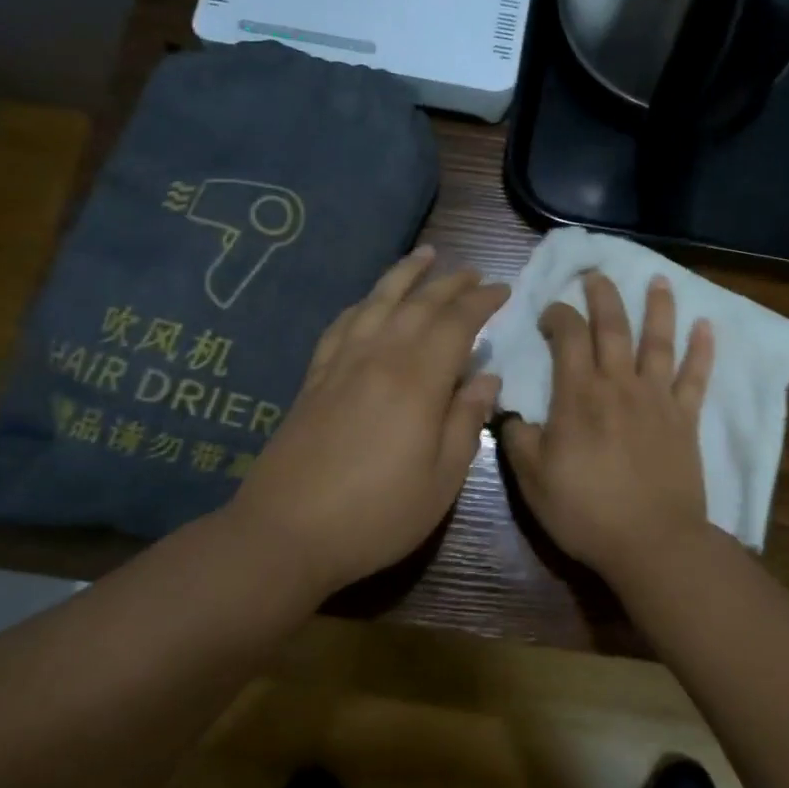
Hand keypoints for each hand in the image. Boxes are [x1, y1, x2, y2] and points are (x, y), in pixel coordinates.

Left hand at [222, 246, 506, 596]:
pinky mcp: (315, 377)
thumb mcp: (441, 480)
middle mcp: (379, 357)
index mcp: (417, 381)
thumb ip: (466, 421)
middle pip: (419, 304)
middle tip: (474, 272)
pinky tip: (370, 302)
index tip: (502, 290)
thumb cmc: (377, 514)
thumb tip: (487, 377)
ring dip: (404, 275)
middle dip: (450, 283)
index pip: (456, 323)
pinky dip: (363, 304)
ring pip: (378, 302)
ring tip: (425, 255)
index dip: (481, 302)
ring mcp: (341, 363)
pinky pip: (343, 324)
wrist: (287, 532)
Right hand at [501, 272, 715, 586]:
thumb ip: (518, 438)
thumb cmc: (586, 511)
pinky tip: (707, 326)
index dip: (558, 315)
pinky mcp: (685, 419)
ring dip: (659, 308)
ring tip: (660, 279)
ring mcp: (657, 399)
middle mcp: (619, 384)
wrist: (651, 543)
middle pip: (613, 326)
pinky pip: (696, 377)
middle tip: (597, 273)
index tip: (550, 312)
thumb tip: (509, 411)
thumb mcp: (533, 480)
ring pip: (658, 341)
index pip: (568, 336)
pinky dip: (702, 350)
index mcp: (579, 395)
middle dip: (603, 295)